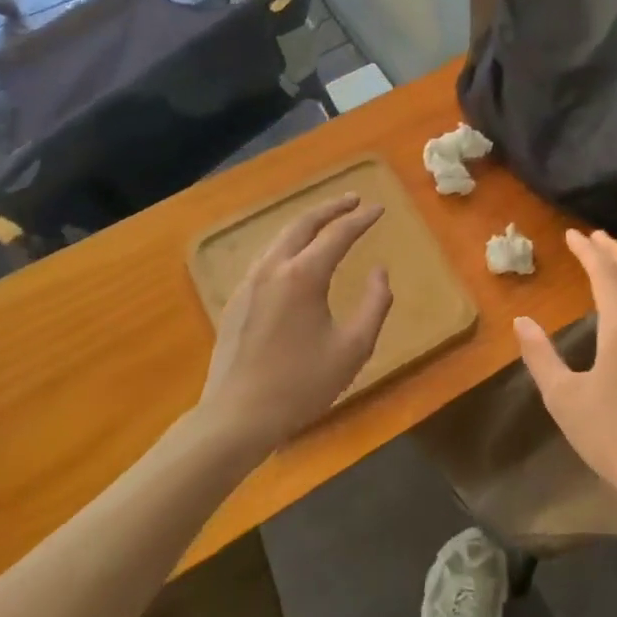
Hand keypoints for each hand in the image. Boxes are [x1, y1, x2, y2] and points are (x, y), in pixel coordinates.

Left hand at [197, 194, 392, 457]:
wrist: (237, 416)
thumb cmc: (302, 384)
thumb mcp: (353, 348)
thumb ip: (375, 304)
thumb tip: (380, 271)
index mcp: (303, 275)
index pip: (338, 234)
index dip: (361, 219)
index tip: (379, 209)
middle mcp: (273, 268)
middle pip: (303, 223)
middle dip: (330, 208)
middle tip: (353, 200)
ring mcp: (250, 282)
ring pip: (280, 238)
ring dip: (307, 224)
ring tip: (327, 222)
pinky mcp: (237, 299)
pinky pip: (268, 257)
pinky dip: (289, 244)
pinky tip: (297, 256)